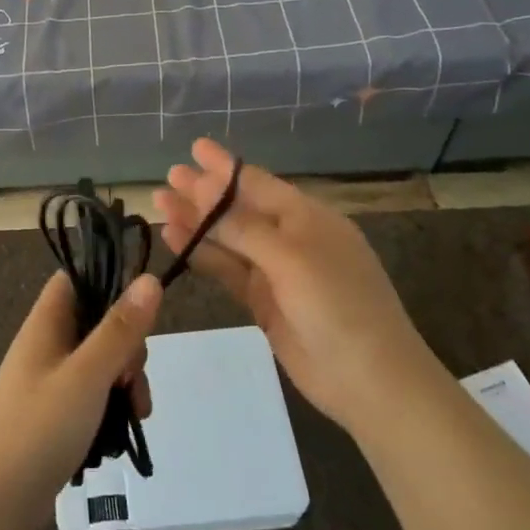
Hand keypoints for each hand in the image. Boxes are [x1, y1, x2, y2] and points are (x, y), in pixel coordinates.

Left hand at [0, 271, 161, 529]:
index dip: (107, 285)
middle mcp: (46, 344)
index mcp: (46, 323)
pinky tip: (120, 434)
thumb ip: (120, 329)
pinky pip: (90, 394)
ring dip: (123, 382)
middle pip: (96, 323)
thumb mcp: (88, 375)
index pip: (76, 279)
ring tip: (135, 414)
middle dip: (126, 348)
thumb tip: (150, 279)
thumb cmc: (39, 427)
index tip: (137, 316)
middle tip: (132, 381)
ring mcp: (48, 380)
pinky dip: (109, 407)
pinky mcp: (53, 413)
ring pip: (98, 362)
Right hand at [153, 138, 430, 433]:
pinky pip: (227, 269)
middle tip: (169, 175)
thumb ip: (243, 227)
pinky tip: (174, 240)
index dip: (225, 166)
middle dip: (204, 192)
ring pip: (228, 239)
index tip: (195, 147)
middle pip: (239, 208)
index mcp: (307, 217)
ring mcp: (276, 271)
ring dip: (196, 222)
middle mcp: (290, 238)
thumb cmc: (337, 305)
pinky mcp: (263, 302)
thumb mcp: (290, 257)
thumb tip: (204, 191)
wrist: (370, 382)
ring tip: (160, 203)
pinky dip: (201, 254)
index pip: (257, 183)